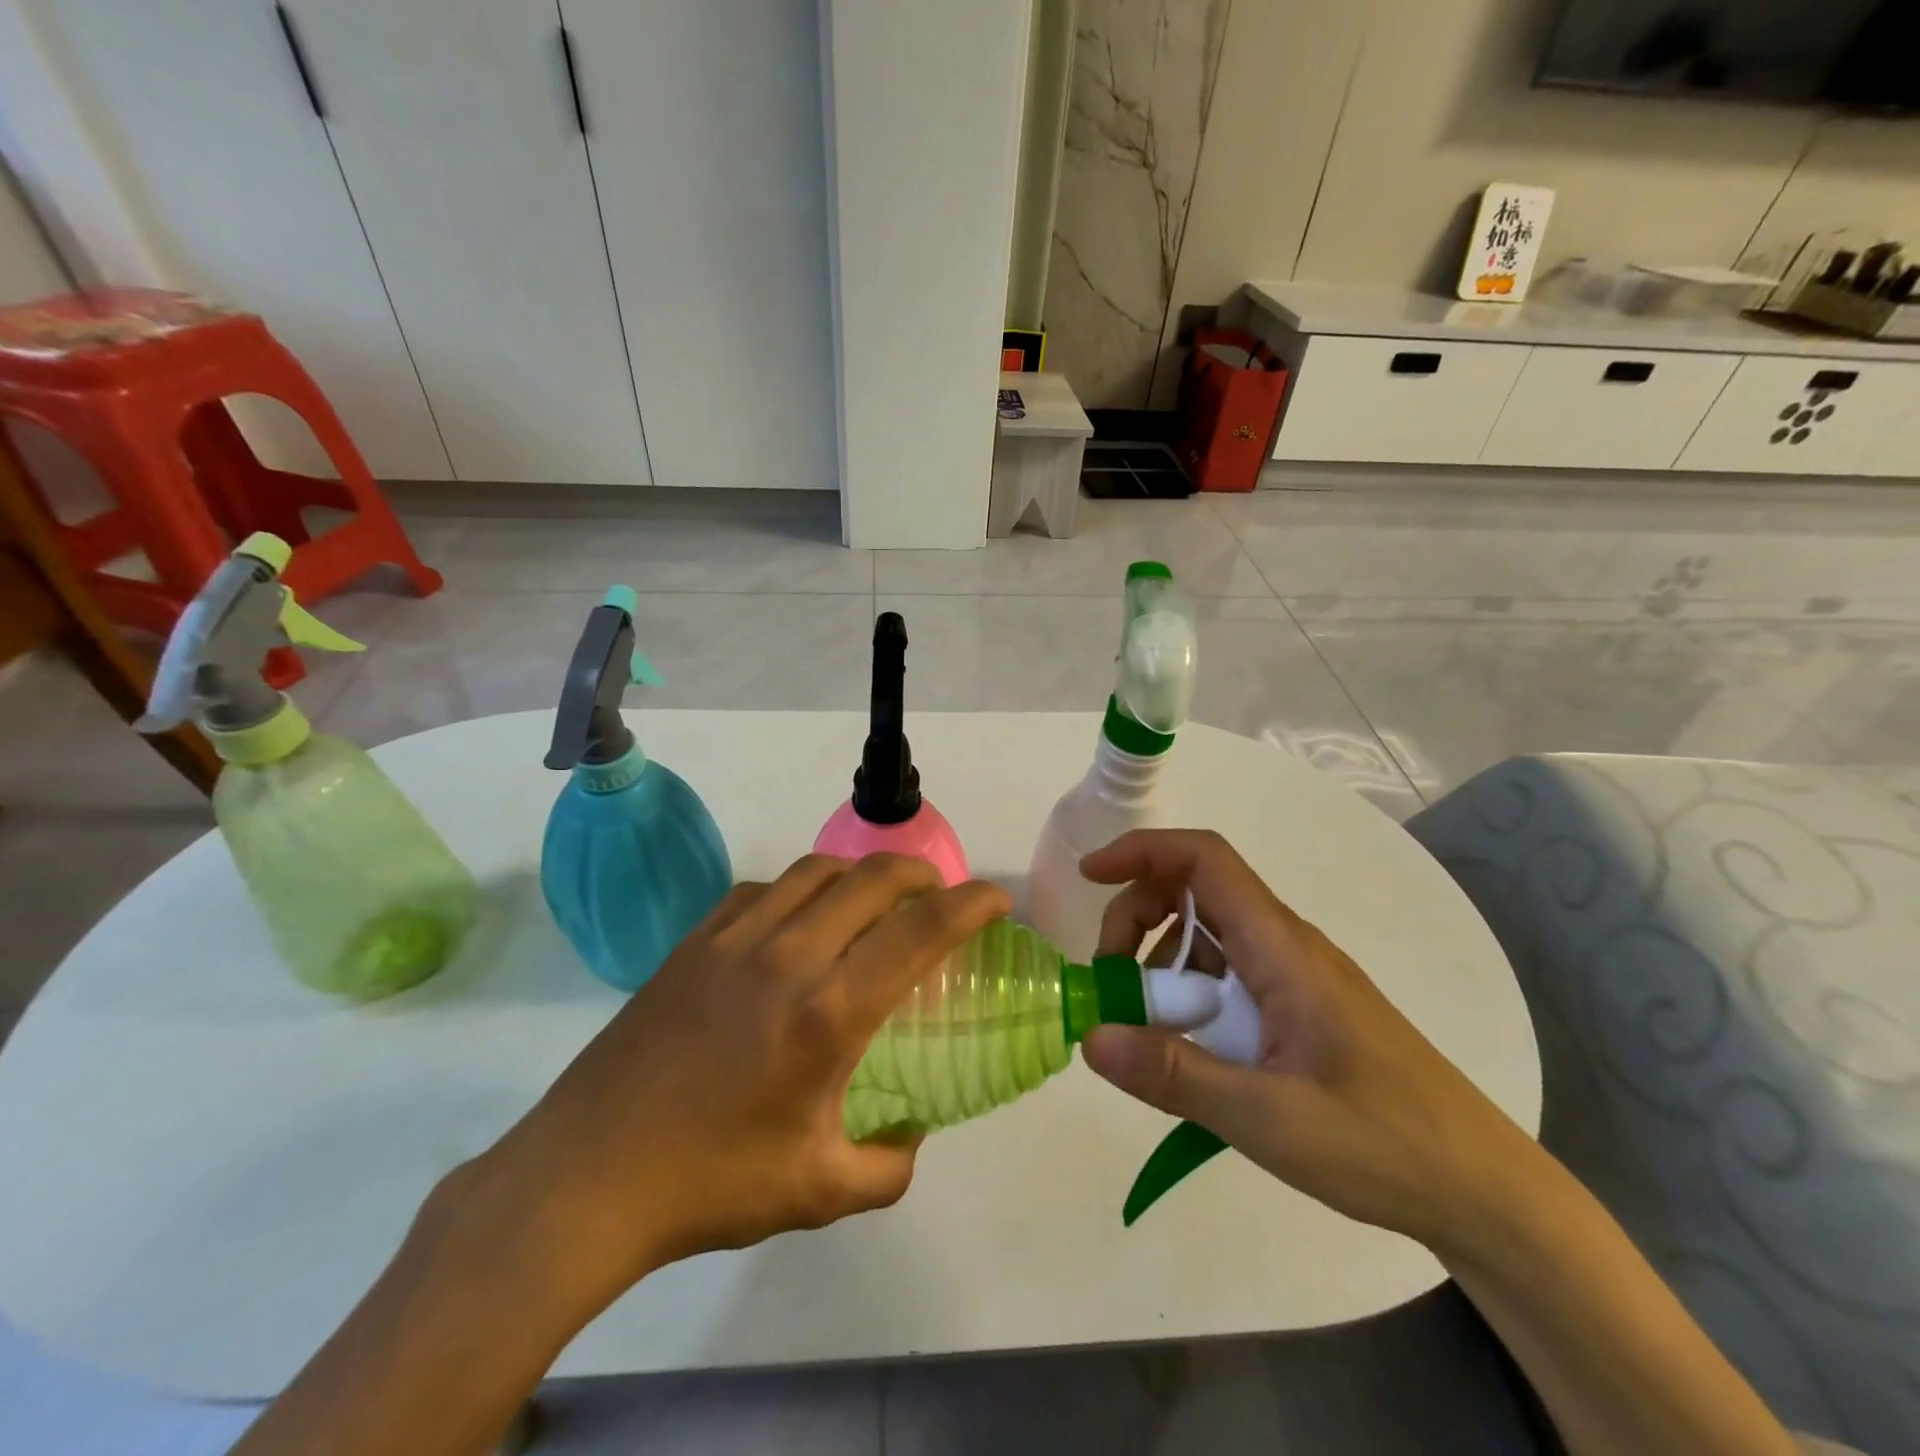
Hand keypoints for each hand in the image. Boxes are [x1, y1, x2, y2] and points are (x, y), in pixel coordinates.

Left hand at [448, 853, 1009, 1310]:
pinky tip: (796, 924)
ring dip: (859, 875)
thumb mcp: (819, 1192)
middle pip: (872, 877)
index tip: (996, 898)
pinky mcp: (693, 940)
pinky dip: (799, 891)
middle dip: (921, 874)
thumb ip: (888, 1165)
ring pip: (816, 870)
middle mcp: (788, 956)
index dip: (970, 904)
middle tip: (938, 895)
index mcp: (828, 1012)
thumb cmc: (711, 1184)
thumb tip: (912, 1134)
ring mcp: (734, 939)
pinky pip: (762, 889)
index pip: (920, 932)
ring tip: (872, 903)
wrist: (587, 1176)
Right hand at [1077, 830, 1535, 1255]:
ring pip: (1208, 935)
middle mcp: (1285, 944)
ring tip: (1144, 1026)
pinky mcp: (1300, 1007)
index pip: (1203, 859)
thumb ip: (1173, 1074)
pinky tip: (1187, 1049)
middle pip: (1195, 891)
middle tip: (1110, 979)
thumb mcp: (1265, 1118)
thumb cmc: (1381, 1142)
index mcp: (1279, 946)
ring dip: (1160, 960)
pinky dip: (1189, 992)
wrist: (1484, 1190)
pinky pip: (1228, 974)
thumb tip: (1090, 1037)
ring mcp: (1295, 975)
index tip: (1088, 876)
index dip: (1141, 851)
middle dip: (1137, 916)